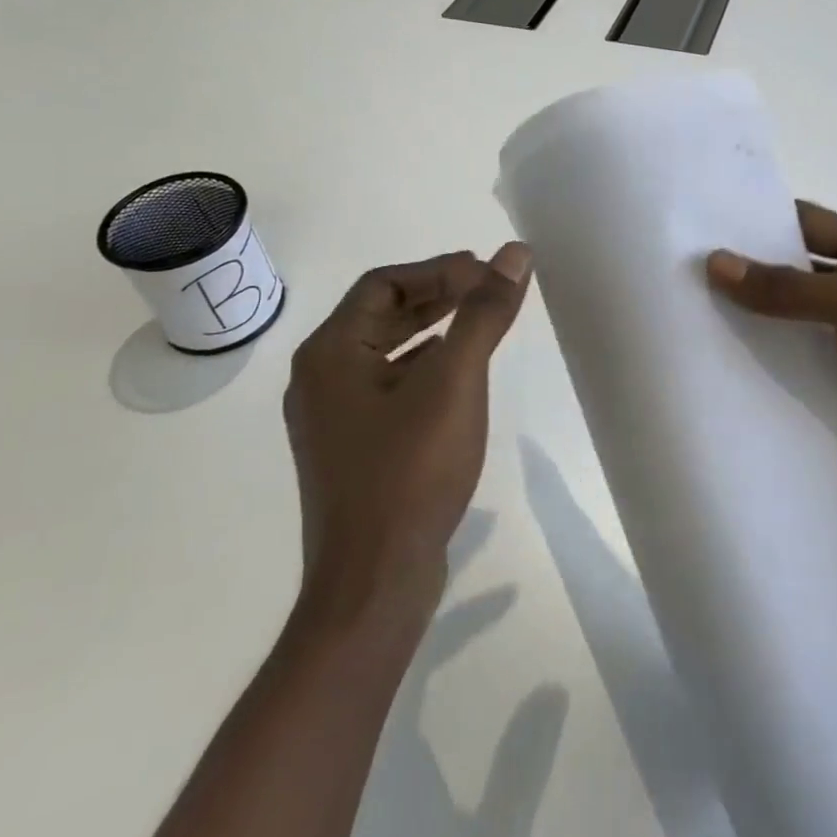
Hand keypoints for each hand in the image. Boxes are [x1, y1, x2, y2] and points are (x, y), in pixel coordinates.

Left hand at [283, 244, 532, 622]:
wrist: (374, 583)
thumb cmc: (410, 470)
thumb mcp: (455, 381)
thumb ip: (483, 313)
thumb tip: (514, 253)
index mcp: (330, 353)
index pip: (384, 283)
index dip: (439, 270)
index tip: (488, 273)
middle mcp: (321, 378)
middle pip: (382, 313)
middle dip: (438, 296)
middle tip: (490, 289)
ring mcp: (334, 417)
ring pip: (387, 351)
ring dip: (433, 329)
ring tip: (481, 324)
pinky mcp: (353, 448)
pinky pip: (389, 386)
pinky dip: (425, 367)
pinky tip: (459, 377)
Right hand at [707, 202, 836, 540]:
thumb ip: (790, 288)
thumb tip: (716, 263)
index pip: (809, 223)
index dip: (758, 220)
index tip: (698, 220)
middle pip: (790, 272)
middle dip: (741, 270)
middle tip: (675, 266)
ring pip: (781, 320)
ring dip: (741, 318)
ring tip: (678, 309)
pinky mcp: (831, 386)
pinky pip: (784, 363)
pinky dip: (753, 359)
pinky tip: (706, 356)